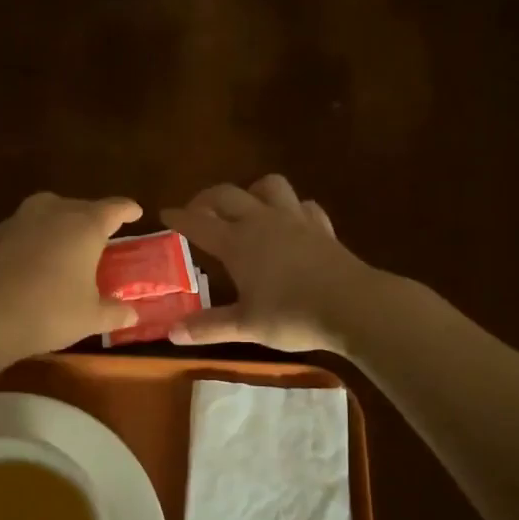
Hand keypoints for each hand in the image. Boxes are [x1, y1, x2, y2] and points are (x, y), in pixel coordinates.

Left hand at [0, 191, 143, 360]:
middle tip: (99, 235)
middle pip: (78, 206)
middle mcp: (52, 213)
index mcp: (84, 226)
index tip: (135, 211)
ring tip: (64, 243)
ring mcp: (18, 221)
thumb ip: (114, 313)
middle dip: (91, 217)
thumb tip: (132, 313)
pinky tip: (31, 261)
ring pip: (46, 212)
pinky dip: (32, 239)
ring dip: (58, 223)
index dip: (127, 209)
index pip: (113, 208)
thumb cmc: (48, 312)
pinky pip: (21, 230)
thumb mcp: (89, 318)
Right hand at [160, 175, 373, 351]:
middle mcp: (262, 221)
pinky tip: (290, 222)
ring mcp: (295, 220)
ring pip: (269, 186)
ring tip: (245, 208)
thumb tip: (171, 333)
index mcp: (237, 242)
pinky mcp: (321, 227)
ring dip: (251, 191)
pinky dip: (290, 208)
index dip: (179, 218)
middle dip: (207, 198)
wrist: (353, 306)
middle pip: (228, 194)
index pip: (199, 223)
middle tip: (196, 211)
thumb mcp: (245, 326)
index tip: (165, 214)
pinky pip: (302, 205)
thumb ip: (208, 327)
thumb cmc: (292, 315)